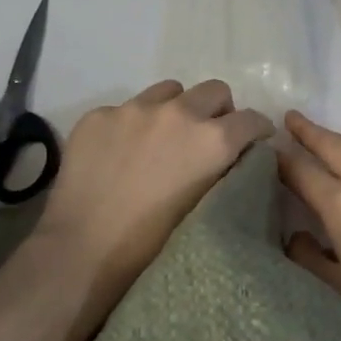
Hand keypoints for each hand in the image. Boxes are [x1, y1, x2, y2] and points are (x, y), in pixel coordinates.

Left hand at [35, 79, 272, 322]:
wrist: (83, 250)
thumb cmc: (152, 245)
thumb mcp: (205, 208)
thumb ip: (222, 173)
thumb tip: (228, 158)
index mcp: (212, 140)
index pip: (252, 119)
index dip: (257, 131)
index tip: (253, 143)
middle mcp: (178, 113)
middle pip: (214, 90)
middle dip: (218, 111)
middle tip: (206, 138)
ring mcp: (133, 109)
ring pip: (169, 91)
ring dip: (175, 109)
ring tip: (160, 139)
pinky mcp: (98, 115)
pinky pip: (126, 108)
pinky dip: (132, 125)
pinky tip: (118, 154)